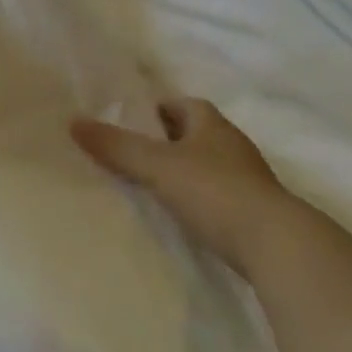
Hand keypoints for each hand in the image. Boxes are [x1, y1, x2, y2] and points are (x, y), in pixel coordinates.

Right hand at [72, 98, 308, 274]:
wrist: (278, 246)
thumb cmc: (215, 191)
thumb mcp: (159, 166)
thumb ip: (117, 147)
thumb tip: (73, 122)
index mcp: (211, 122)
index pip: (179, 104)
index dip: (154, 111)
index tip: (128, 126)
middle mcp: (231, 143)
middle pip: (192, 134)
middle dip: (166, 142)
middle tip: (133, 157)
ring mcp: (248, 179)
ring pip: (206, 166)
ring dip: (183, 173)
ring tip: (152, 189)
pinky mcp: (255, 212)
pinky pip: (218, 196)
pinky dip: (199, 201)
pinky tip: (182, 218)